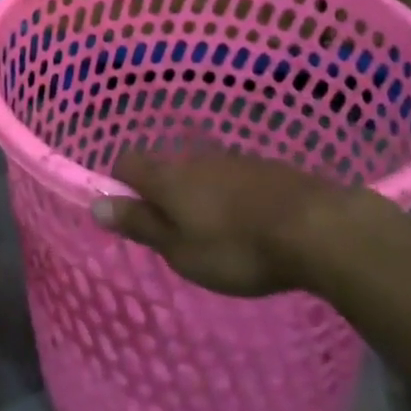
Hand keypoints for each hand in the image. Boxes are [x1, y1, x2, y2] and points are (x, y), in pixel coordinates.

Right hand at [92, 148, 352, 298]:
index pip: (128, 163)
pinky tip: (250, 226)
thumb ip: (140, 224)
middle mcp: (196, 160)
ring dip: (200, 197)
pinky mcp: (265, 168)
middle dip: (164, 196)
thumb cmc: (237, 249)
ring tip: (217, 236)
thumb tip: (96, 203)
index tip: (128, 214)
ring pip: (202, 174)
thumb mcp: (180, 250)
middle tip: (176, 236)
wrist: (315, 228)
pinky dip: (232, 199)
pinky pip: (234, 180)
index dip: (120, 184)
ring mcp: (233, 161)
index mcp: (169, 178)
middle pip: (166, 169)